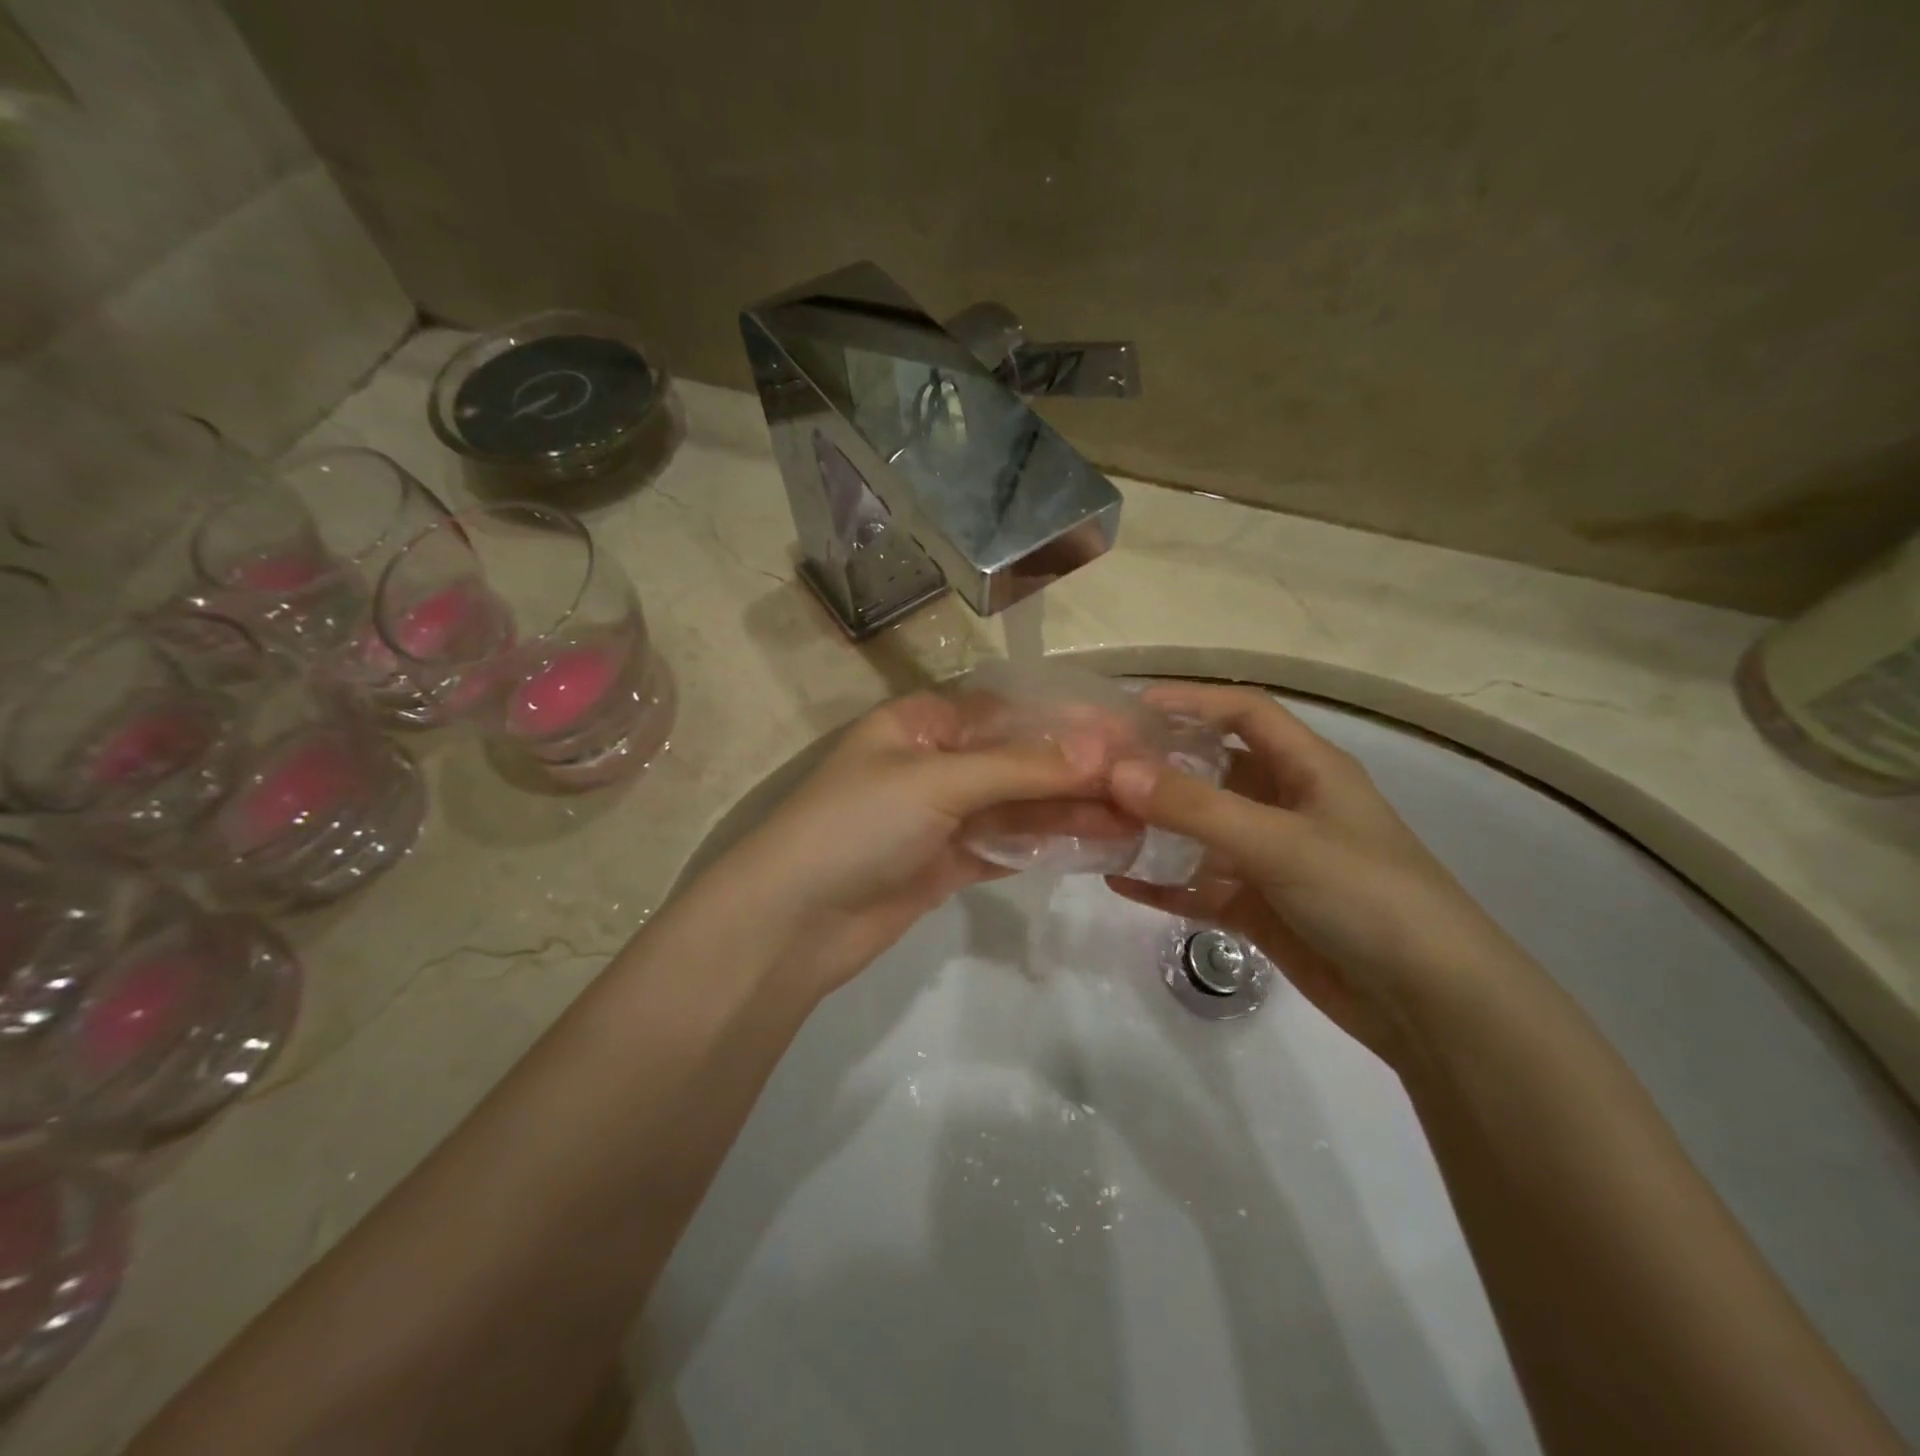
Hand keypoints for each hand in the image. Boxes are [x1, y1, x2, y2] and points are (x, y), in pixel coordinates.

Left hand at [709, 693, 1108, 995]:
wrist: (792, 922)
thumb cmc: (857, 825)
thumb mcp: (936, 781)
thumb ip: (1020, 767)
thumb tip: (1101, 750)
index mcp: (922, 723)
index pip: (1008, 711)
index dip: (1066, 721)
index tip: (1126, 734)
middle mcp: (935, 762)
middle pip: (1018, 759)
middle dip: (1076, 770)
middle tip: (1144, 781)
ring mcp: (943, 816)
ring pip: (1018, 805)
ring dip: (1070, 809)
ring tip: (1134, 816)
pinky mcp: (949, 862)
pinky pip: (1007, 845)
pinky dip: (1046, 844)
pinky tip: (1096, 845)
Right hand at [1105, 685, 1522, 1062]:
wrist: (1432, 1005)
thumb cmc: (1365, 896)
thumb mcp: (1278, 842)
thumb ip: (1195, 807)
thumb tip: (1116, 772)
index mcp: (1309, 769)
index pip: (1245, 712)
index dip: (1192, 700)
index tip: (1131, 707)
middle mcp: (1288, 805)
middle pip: (1215, 769)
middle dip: (1160, 764)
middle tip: (1098, 767)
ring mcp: (1272, 860)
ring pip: (1201, 830)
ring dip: (1155, 826)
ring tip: (1095, 820)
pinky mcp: (1261, 908)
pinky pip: (1200, 885)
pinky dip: (1163, 883)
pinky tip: (1117, 881)